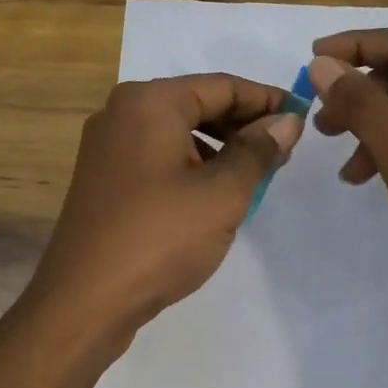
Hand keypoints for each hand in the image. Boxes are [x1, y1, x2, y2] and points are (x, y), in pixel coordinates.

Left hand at [22, 74, 303, 354]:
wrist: (85, 301)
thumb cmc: (160, 237)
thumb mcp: (222, 193)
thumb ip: (259, 150)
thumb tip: (288, 121)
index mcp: (149, 102)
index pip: (222, 86)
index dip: (267, 100)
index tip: (303, 116)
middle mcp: (122, 112)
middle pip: (197, 104)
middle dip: (243, 124)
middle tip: (284, 151)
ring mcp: (107, 146)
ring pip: (178, 132)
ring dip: (220, 147)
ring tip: (256, 175)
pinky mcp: (104, 178)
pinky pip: (158, 156)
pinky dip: (192, 165)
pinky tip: (215, 194)